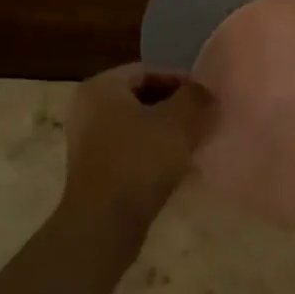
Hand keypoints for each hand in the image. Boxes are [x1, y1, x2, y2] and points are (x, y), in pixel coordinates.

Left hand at [60, 63, 213, 234]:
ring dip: (165, 134)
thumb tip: (203, 91)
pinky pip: (129, 152)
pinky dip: (152, 155)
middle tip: (203, 121)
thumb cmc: (140, 160)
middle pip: (141, 99)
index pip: (148, 71)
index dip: (181, 81)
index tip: (207, 98)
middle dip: (174, 109)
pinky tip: (177, 170)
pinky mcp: (94, 171)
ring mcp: (87, 142)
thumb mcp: (179, 122)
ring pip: (136, 127)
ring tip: (194, 146)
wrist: (104, 222)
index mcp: (101, 86)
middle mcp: (87, 108)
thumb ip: (196, 98)